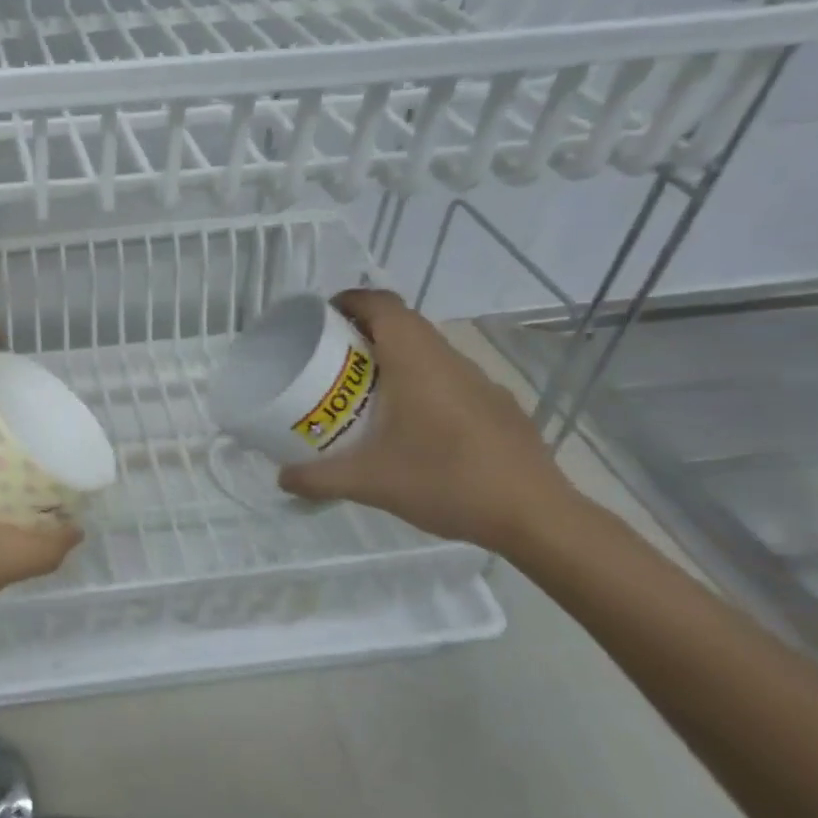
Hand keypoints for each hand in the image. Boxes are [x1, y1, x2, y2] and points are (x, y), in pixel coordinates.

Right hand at [277, 289, 580, 554]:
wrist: (535, 516)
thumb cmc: (445, 481)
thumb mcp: (369, 482)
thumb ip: (318, 477)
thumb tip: (282, 478)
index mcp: (416, 360)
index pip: (381, 304)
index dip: (348, 300)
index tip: (320, 320)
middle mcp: (449, 359)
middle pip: (403, 323)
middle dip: (363, 331)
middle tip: (331, 360)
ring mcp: (480, 381)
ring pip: (428, 351)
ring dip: (395, 358)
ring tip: (366, 394)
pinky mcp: (498, 405)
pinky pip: (449, 378)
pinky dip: (423, 385)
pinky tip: (414, 427)